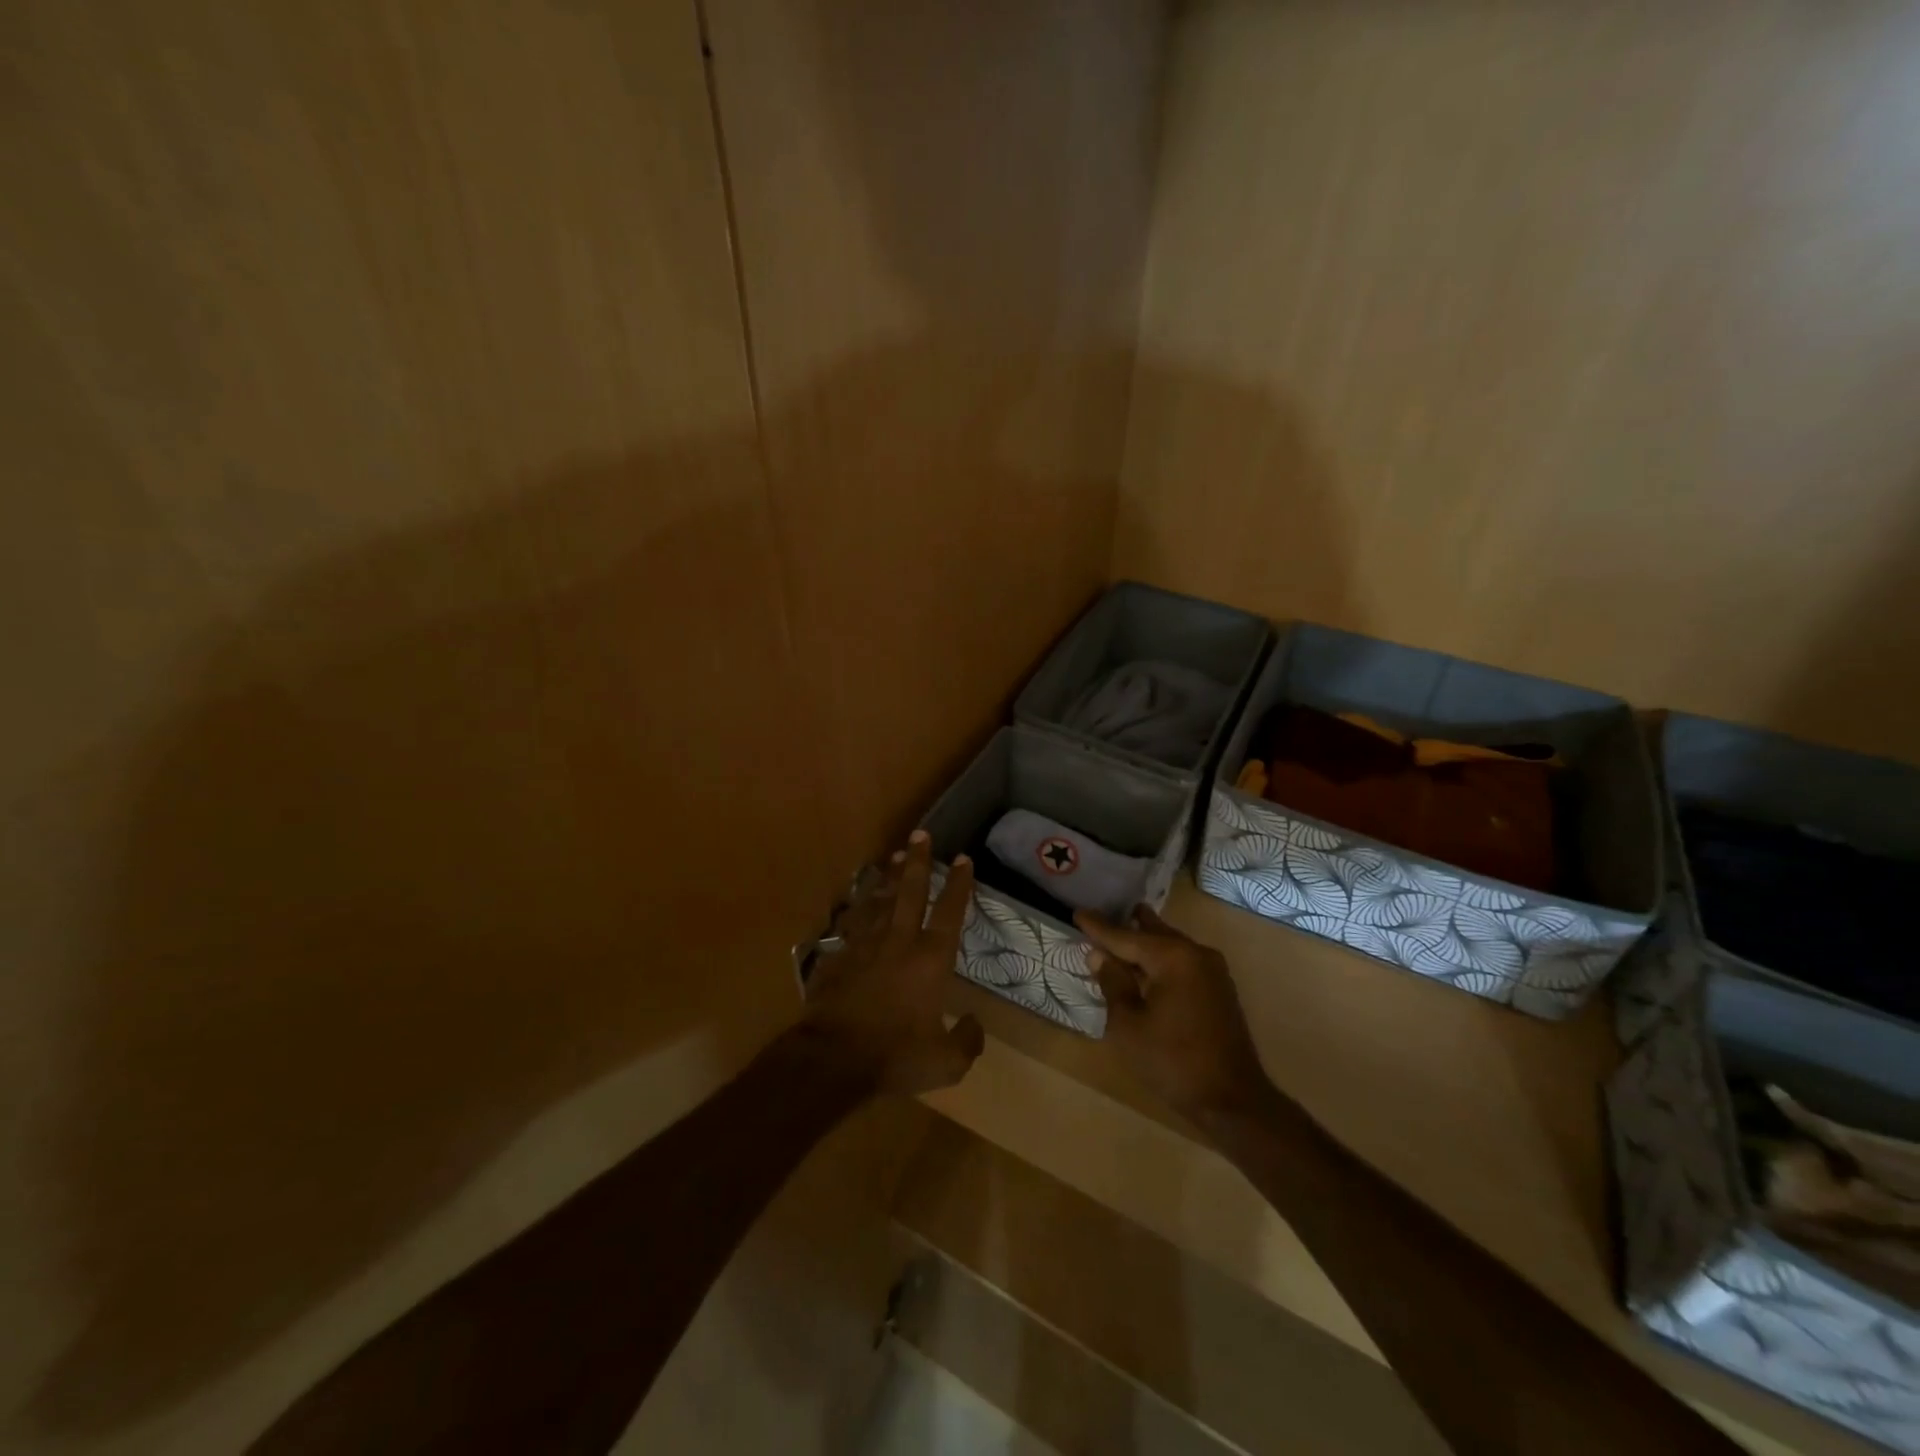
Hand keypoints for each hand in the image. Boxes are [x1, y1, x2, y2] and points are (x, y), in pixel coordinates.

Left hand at [800, 831, 984, 1095]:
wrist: (832, 1058)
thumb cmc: (895, 1057)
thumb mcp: (945, 1062)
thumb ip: (967, 1041)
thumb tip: (974, 1024)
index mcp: (931, 960)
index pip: (950, 913)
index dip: (959, 885)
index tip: (964, 859)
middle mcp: (899, 942)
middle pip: (911, 892)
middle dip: (919, 861)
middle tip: (921, 833)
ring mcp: (864, 945)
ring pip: (880, 900)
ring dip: (889, 877)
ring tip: (895, 855)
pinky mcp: (838, 956)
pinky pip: (852, 923)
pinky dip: (859, 908)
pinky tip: (858, 902)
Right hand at [1076, 906, 1272, 1123]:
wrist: (1232, 1101)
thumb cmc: (1173, 1061)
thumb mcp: (1129, 1025)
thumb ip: (1113, 983)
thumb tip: (1099, 955)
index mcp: (1173, 957)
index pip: (1126, 936)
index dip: (1099, 927)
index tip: (1077, 913)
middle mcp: (1196, 954)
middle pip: (1153, 933)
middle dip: (1127, 925)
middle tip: (1102, 914)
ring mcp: (1213, 971)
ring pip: (1171, 945)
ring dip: (1146, 941)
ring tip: (1123, 930)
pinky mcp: (1219, 989)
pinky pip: (1183, 961)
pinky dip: (1161, 958)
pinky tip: (1147, 965)